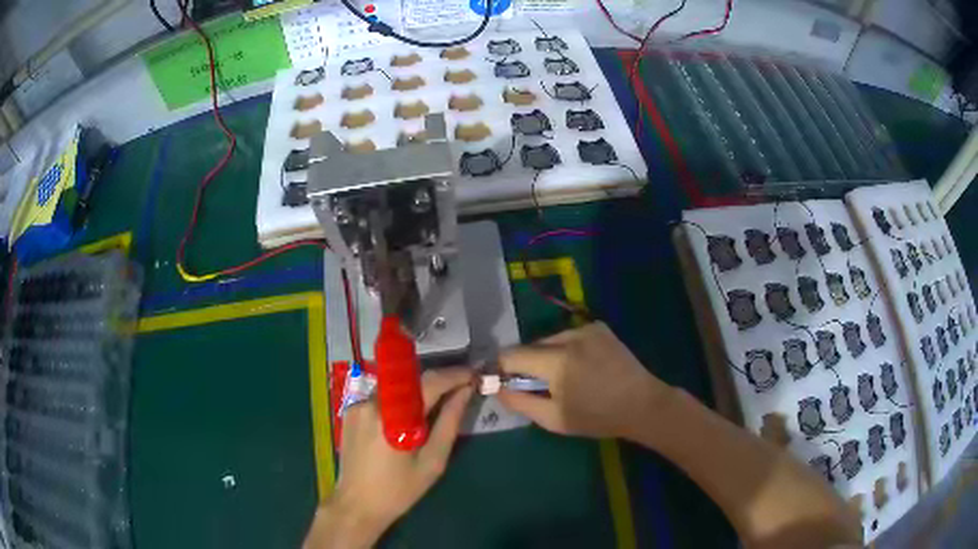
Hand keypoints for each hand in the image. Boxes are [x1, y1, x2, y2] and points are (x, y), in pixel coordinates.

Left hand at [305, 368, 473, 548]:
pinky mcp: (350, 411)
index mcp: (395, 418)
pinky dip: (399, 401)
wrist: (357, 504)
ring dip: (418, 390)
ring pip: (396, 387)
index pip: (430, 382)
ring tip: (437, 403)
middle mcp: (373, 403)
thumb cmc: (399, 490)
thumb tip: (465, 392)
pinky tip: (407, 419)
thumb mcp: (433, 462)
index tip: (474, 375)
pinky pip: (381, 397)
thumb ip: (449, 423)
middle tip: (460, 387)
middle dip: (438, 380)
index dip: (454, 375)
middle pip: (411, 380)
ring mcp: (358, 405)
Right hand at [496, 322, 669, 439]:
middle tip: (539, 386)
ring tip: (563, 377)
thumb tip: (496, 388)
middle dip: (527, 364)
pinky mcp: (599, 327)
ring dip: (547, 356)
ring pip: (550, 340)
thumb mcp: (554, 419)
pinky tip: (581, 366)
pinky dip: (566, 349)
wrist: (642, 404)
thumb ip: (520, 402)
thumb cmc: (597, 418)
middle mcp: (569, 337)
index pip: (511, 355)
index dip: (501, 368)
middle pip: (530, 346)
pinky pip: (569, 336)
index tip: (502, 381)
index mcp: (556, 362)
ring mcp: (586, 328)